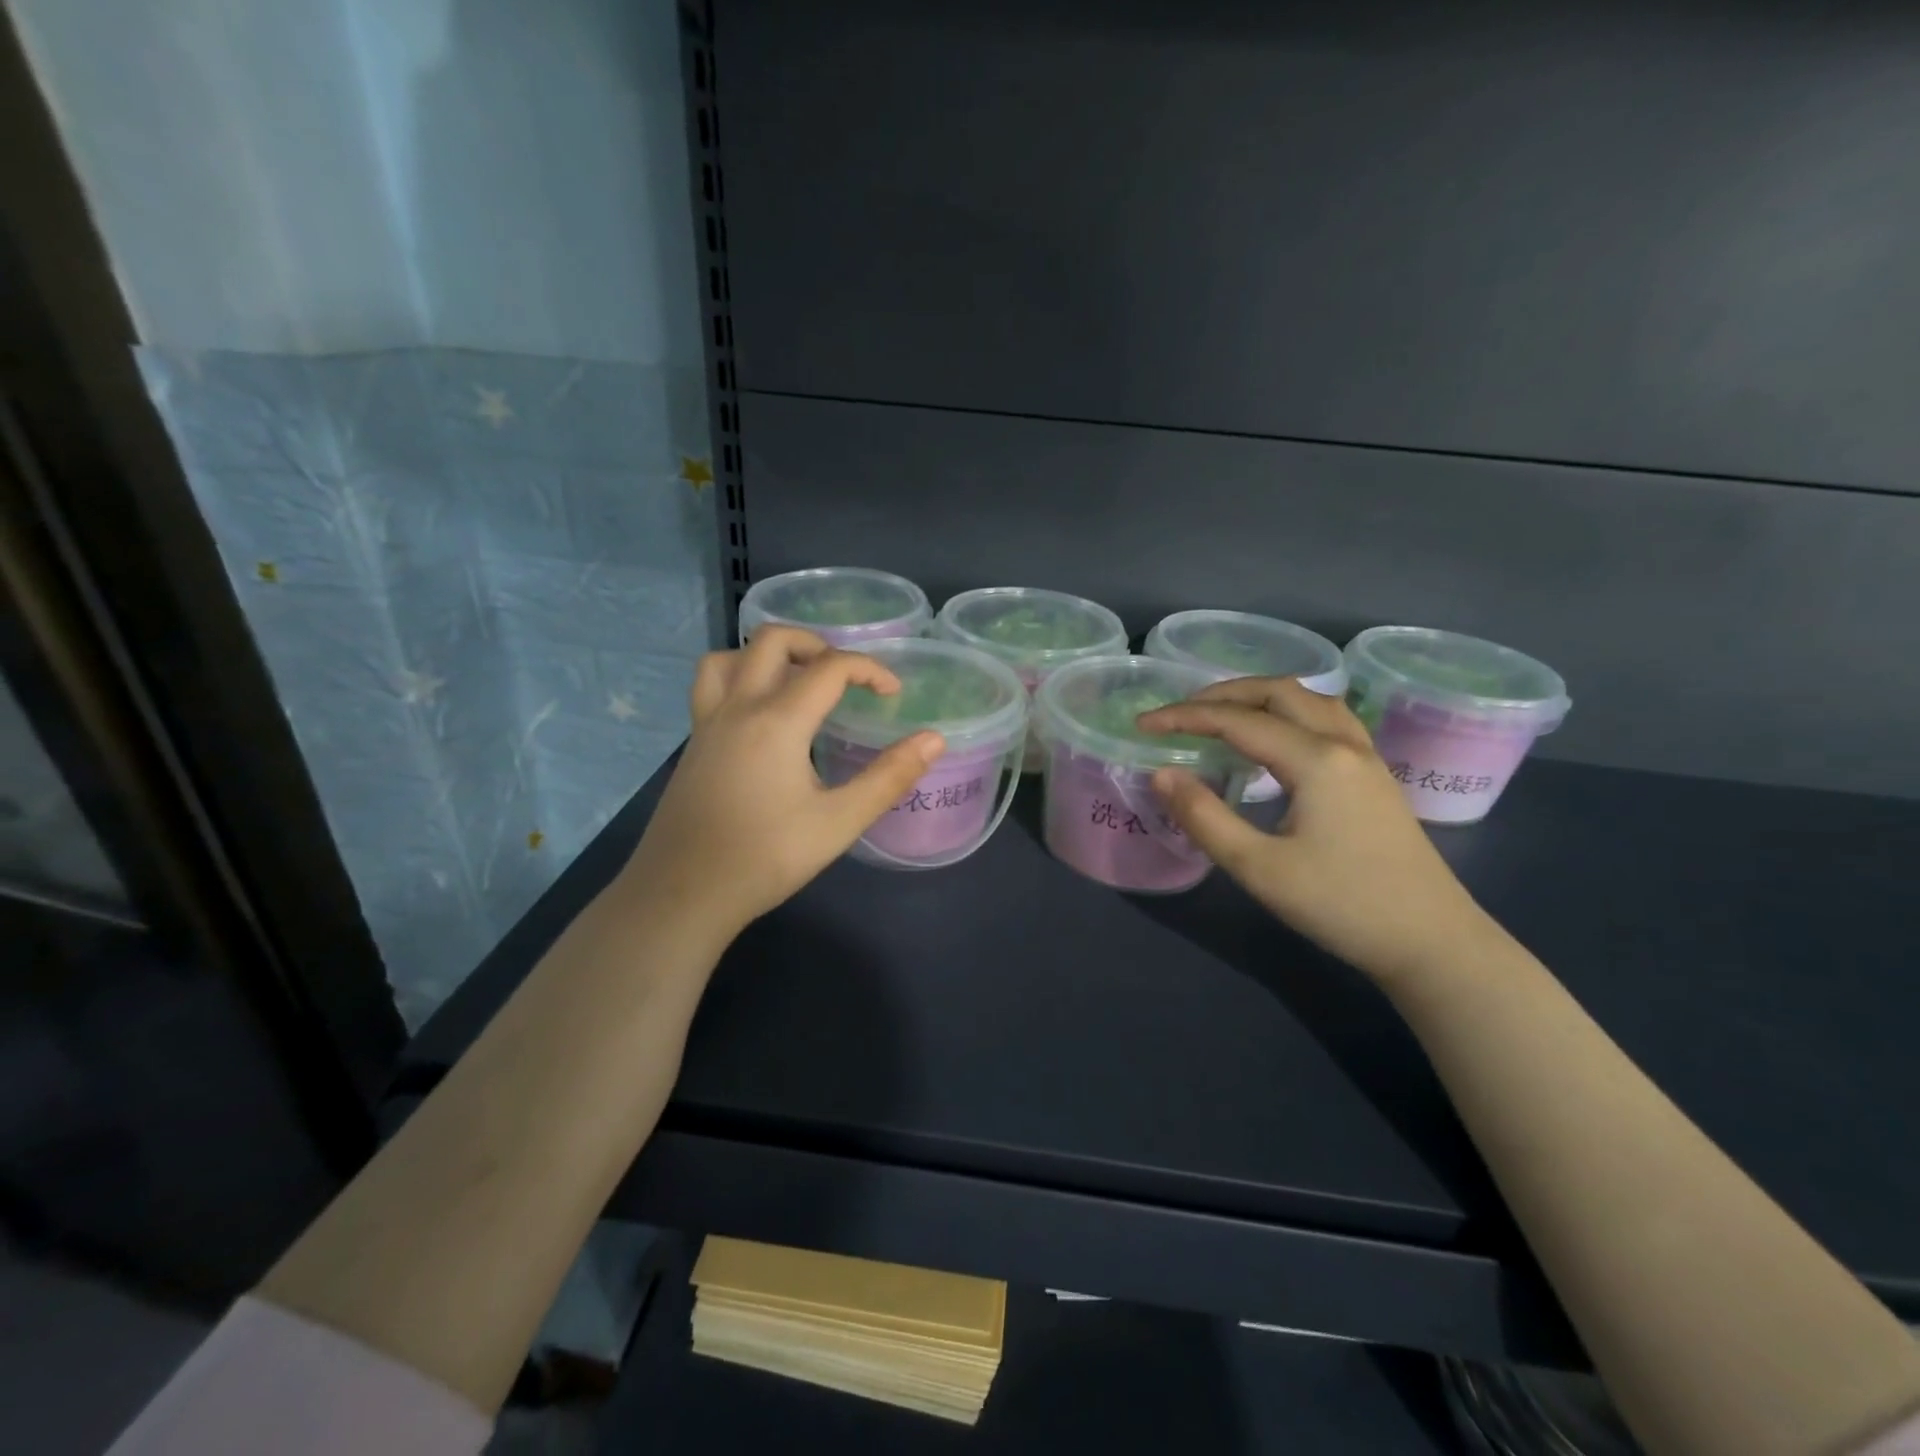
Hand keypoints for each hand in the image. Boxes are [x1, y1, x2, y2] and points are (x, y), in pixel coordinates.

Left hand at [623, 628, 945, 939]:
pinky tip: (760, 718)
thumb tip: (933, 739)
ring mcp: (707, 723)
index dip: (870, 670)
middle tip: (843, 677)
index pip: (830, 667)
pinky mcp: (692, 744)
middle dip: (817, 644)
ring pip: (729, 656)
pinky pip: (712, 685)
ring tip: (796, 682)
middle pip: (773, 640)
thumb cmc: (766, 858)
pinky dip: (740, 677)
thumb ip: (889, 777)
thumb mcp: (839, 822)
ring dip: (768, 655)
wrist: (683, 895)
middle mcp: (738, 708)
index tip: (892, 694)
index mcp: (777, 721)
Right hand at [1139, 678, 1497, 985]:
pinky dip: (1289, 712)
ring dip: (1260, 696)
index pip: (1238, 720)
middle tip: (1180, 714)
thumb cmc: (1342, 905)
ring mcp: (1366, 757)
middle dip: (1223, 694)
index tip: (1143, 724)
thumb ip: (1205, 817)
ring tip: (1222, 715)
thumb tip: (1162, 774)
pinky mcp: (1375, 776)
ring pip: (1309, 699)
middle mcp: (1344, 743)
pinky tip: (1275, 739)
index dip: (1185, 717)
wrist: (1432, 942)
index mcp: (1316, 760)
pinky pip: (1327, 719)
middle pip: (1279, 691)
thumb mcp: (1260, 868)